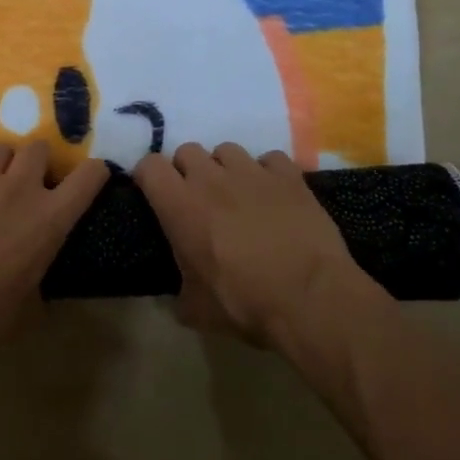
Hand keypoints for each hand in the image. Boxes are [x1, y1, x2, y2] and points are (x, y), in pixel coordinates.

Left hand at [0, 142, 109, 353]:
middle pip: (38, 148)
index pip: (88, 176)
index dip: (93, 172)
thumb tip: (36, 287)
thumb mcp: (29, 306)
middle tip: (27, 179)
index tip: (91, 176)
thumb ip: (39, 284)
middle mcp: (19, 186)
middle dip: (35, 161)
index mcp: (50, 217)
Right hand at [135, 142, 358, 346]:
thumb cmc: (245, 304)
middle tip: (199, 199)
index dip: (149, 177)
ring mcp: (252, 172)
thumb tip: (180, 291)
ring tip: (237, 194)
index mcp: (180, 206)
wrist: (310, 299)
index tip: (156, 195)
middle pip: (187, 150)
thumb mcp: (197, 310)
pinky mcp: (289, 176)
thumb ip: (180, 289)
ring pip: (227, 149)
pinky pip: (269, 159)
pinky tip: (274, 195)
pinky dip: (268, 173)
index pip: (149, 166)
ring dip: (226, 168)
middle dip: (188, 170)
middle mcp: (211, 179)